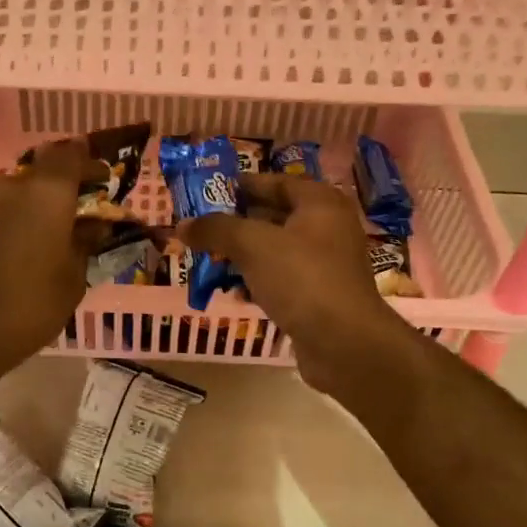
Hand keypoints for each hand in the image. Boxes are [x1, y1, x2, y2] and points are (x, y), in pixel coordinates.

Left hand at [0, 139, 101, 375]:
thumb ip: (85, 243)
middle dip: (61, 188)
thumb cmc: (33, 304)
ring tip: (46, 236)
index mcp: (47, 192)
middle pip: (41, 173)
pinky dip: (10, 223)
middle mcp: (11, 187)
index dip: (89, 163)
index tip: (102, 181)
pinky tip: (16, 252)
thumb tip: (95, 226)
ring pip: (15, 193)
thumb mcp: (73, 277)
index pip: (71, 154)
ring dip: (33, 207)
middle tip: (76, 213)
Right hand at [181, 174, 421, 394]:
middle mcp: (327, 228)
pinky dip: (258, 282)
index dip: (241, 186)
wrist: (344, 343)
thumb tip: (183, 225)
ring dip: (243, 256)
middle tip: (202, 230)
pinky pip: (282, 280)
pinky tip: (235, 294)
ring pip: (276, 251)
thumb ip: (216, 229)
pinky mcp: (320, 296)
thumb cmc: (301, 278)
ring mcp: (326, 264)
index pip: (275, 182)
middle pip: (274, 216)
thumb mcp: (252, 245)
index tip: (207, 193)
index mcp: (319, 203)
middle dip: (236, 224)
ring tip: (210, 262)